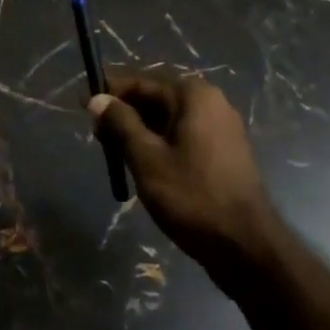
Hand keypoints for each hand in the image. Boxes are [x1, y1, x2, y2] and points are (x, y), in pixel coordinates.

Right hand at [89, 74, 276, 276]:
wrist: (247, 247)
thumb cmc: (192, 197)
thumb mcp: (147, 159)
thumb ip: (120, 124)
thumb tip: (97, 99)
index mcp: (193, 95)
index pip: (141, 82)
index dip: (109, 91)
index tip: (82, 103)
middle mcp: (211, 102)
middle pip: (156, 98)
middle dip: (124, 113)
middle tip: (97, 136)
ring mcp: (222, 128)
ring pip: (169, 119)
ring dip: (140, 131)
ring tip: (115, 153)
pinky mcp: (225, 152)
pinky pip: (183, 136)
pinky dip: (160, 143)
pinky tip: (143, 165)